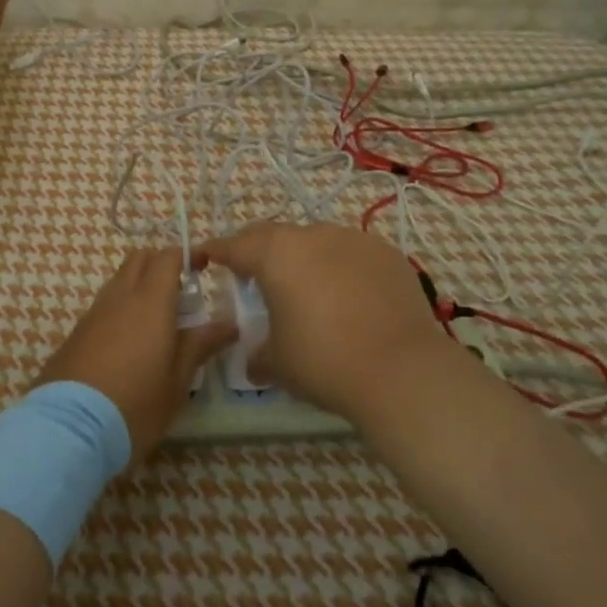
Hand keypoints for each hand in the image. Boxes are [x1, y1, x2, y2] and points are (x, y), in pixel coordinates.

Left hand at [34, 247, 235, 465]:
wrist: (70, 428)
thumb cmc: (136, 404)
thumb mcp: (178, 380)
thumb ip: (201, 345)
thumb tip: (229, 324)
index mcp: (150, 301)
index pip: (167, 257)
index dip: (186, 255)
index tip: (204, 268)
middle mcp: (119, 297)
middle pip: (139, 259)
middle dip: (161, 265)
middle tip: (181, 294)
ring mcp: (93, 313)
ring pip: (119, 280)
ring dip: (139, 286)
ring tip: (158, 323)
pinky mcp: (76, 332)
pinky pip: (104, 305)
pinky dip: (121, 308)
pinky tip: (130, 343)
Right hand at [192, 223, 469, 426]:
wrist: (402, 370)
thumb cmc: (324, 361)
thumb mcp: (277, 363)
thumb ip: (258, 354)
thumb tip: (253, 362)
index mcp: (275, 254)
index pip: (234, 245)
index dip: (215, 252)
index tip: (204, 259)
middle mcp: (312, 236)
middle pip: (274, 235)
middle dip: (258, 252)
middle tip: (253, 278)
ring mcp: (353, 239)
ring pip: (315, 240)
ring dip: (303, 258)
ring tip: (306, 289)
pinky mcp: (387, 253)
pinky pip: (351, 252)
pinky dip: (340, 267)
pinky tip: (348, 296)